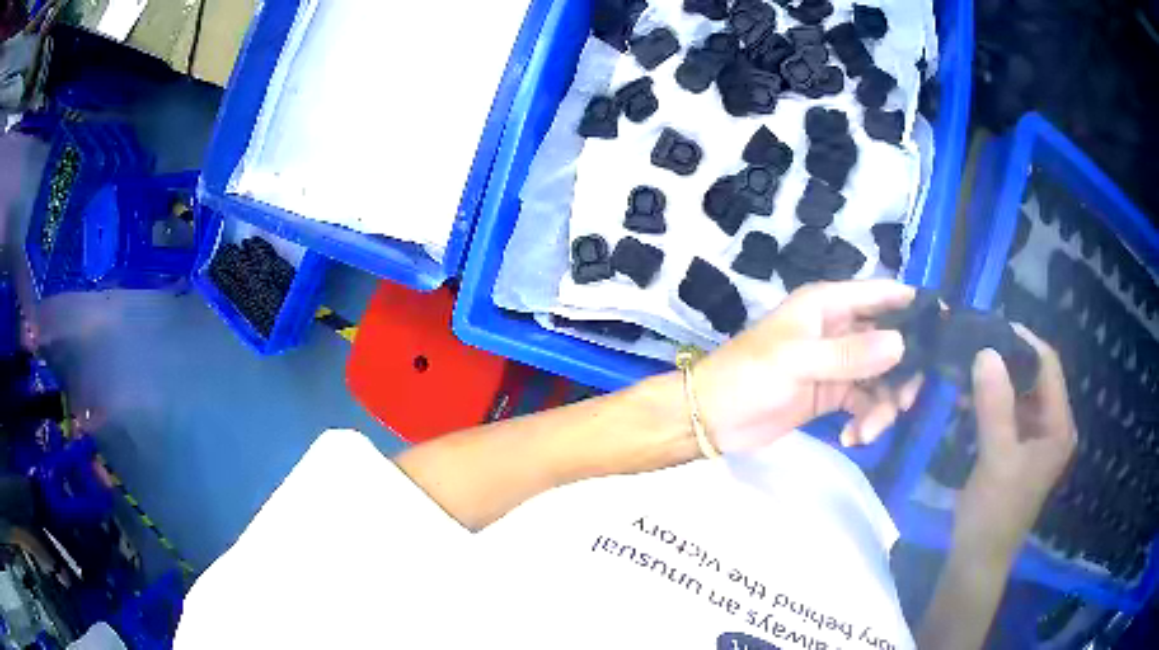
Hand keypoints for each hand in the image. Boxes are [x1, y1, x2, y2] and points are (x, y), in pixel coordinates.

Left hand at [695, 280, 922, 453]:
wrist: (712, 419)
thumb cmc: (749, 377)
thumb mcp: (798, 362)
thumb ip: (850, 355)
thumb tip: (902, 346)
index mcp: (829, 305)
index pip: (883, 296)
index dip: (914, 308)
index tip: (946, 329)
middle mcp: (840, 329)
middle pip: (891, 343)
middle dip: (902, 374)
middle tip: (903, 404)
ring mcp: (838, 364)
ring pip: (882, 379)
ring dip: (882, 407)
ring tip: (865, 431)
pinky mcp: (832, 394)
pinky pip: (864, 404)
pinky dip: (865, 421)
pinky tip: (851, 437)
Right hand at [958, 325, 1076, 557]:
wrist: (976, 561)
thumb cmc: (993, 514)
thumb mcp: (996, 459)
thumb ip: (995, 405)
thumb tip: (985, 350)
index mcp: (1058, 426)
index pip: (1048, 365)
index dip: (1023, 341)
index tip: (989, 327)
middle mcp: (1052, 426)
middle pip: (1034, 376)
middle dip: (1005, 359)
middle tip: (973, 346)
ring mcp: (1035, 438)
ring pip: (1018, 392)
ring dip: (994, 379)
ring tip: (966, 367)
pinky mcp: (1017, 448)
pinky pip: (1007, 411)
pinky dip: (989, 400)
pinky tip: (967, 397)